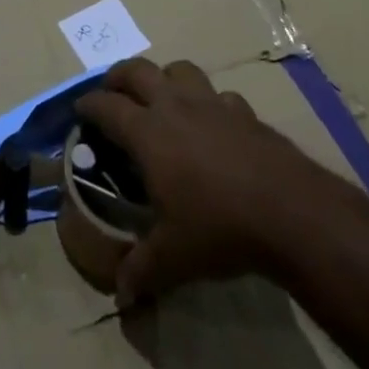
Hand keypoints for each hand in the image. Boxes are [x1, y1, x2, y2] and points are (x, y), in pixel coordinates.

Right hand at [76, 58, 332, 307]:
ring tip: (161, 97)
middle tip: (112, 92)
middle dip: (118, 77)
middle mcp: (175, 106)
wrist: (289, 210)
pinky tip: (213, 123)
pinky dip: (209, 102)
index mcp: (148, 132)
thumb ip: (141, 272)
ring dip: (164, 78)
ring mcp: (212, 103)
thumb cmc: (219, 227)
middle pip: (137, 70)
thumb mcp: (173, 258)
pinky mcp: (244, 111)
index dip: (88, 105)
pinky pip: (219, 95)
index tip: (79, 111)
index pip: (106, 106)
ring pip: (179, 69)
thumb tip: (120, 298)